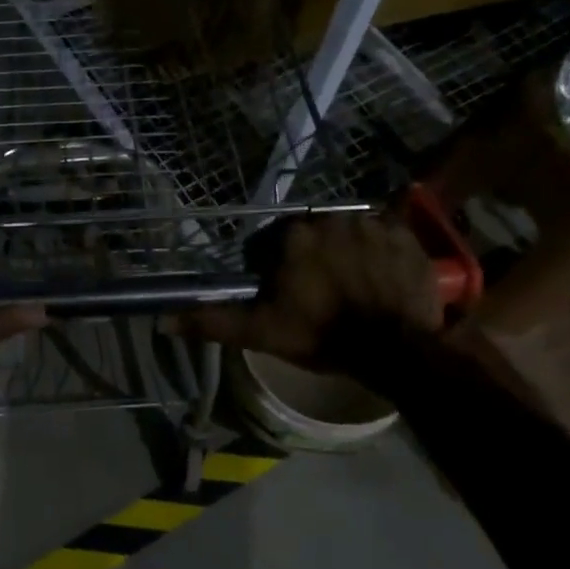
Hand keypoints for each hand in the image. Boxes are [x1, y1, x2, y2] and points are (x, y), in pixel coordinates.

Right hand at [179, 212, 441, 368]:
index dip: (274, 269)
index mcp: (293, 235)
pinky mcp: (406, 235)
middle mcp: (331, 217)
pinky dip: (380, 249)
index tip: (284, 295)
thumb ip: (212, 321)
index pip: (273, 242)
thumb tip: (162, 321)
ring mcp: (372, 224)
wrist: (394, 350)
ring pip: (347, 232)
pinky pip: (385, 234)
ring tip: (351, 286)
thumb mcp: (260, 332)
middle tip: (319, 293)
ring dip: (345, 251)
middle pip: (312, 234)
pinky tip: (379, 275)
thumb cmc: (321, 336)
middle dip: (311, 257)